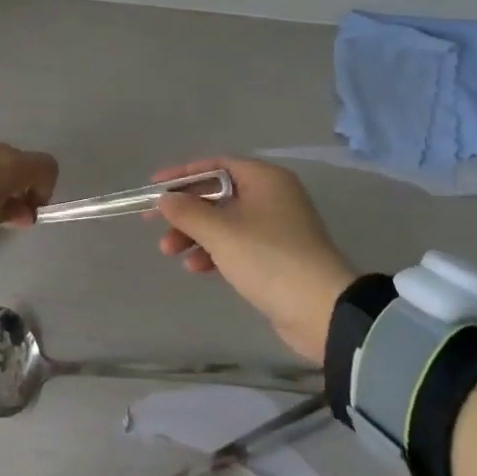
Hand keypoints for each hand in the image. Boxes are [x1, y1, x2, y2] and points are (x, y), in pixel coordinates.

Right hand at [151, 157, 356, 362]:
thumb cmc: (269, 258)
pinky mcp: (277, 256)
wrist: (322, 310)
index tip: (154, 189)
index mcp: (264, 178)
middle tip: (155, 225)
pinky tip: (196, 268)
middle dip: (186, 212)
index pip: (215, 165)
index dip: (182, 175)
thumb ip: (188, 212)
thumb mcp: (221, 233)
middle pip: (218, 194)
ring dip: (196, 234)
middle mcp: (272, 195)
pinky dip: (215, 251)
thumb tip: (165, 199)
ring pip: (225, 222)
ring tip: (170, 252)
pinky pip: (237, 244)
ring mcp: (276, 227)